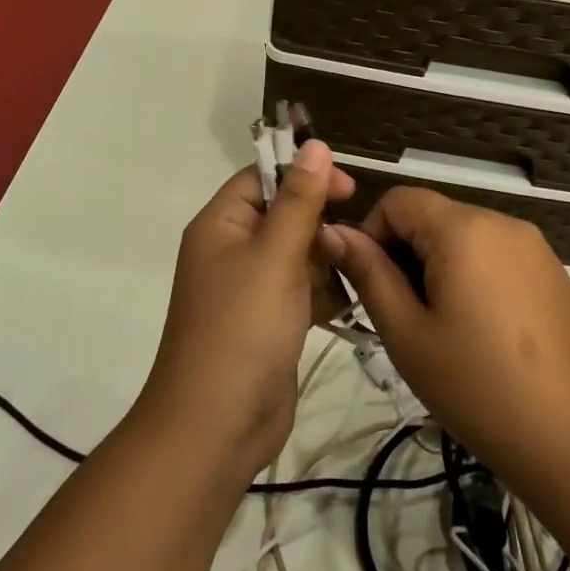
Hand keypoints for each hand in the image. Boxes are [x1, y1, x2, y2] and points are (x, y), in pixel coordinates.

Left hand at [139, 141, 353, 480]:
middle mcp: (231, 250)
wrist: (216, 426)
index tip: (349, 190)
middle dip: (320, 224)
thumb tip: (314, 144)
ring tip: (348, 277)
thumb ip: (299, 199)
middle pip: (284, 214)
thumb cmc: (242, 329)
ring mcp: (249, 289)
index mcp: (221, 225)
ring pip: (298, 253)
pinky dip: (322, 292)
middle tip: (352, 242)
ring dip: (325, 260)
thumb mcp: (274, 256)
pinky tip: (342, 305)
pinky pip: (301, 289)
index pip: (263, 177)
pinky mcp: (268, 321)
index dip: (304, 176)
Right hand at [320, 188, 569, 490]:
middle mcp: (502, 222)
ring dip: (437, 267)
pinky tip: (479, 332)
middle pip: (432, 216)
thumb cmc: (480, 388)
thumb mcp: (407, 334)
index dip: (371, 233)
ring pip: (463, 237)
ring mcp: (534, 247)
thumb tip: (333, 232)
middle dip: (405, 254)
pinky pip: (495, 255)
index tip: (369, 285)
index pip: (398, 200)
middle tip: (402, 316)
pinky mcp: (553, 273)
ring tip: (440, 329)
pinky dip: (472, 277)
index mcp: (463, 229)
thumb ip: (369, 274)